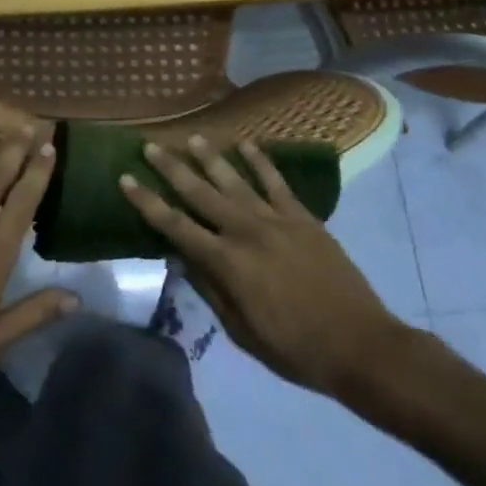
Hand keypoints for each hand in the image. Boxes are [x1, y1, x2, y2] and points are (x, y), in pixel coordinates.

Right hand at [120, 135, 411, 405]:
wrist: (360, 345)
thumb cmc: (294, 348)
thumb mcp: (241, 330)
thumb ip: (210, 289)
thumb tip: (182, 258)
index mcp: (226, 262)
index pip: (175, 226)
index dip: (147, 202)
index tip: (126, 179)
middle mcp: (245, 232)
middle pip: (200, 193)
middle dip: (171, 168)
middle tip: (150, 146)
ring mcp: (276, 220)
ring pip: (235, 180)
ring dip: (210, 158)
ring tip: (192, 137)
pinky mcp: (302, 218)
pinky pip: (276, 182)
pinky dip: (260, 161)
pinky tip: (246, 145)